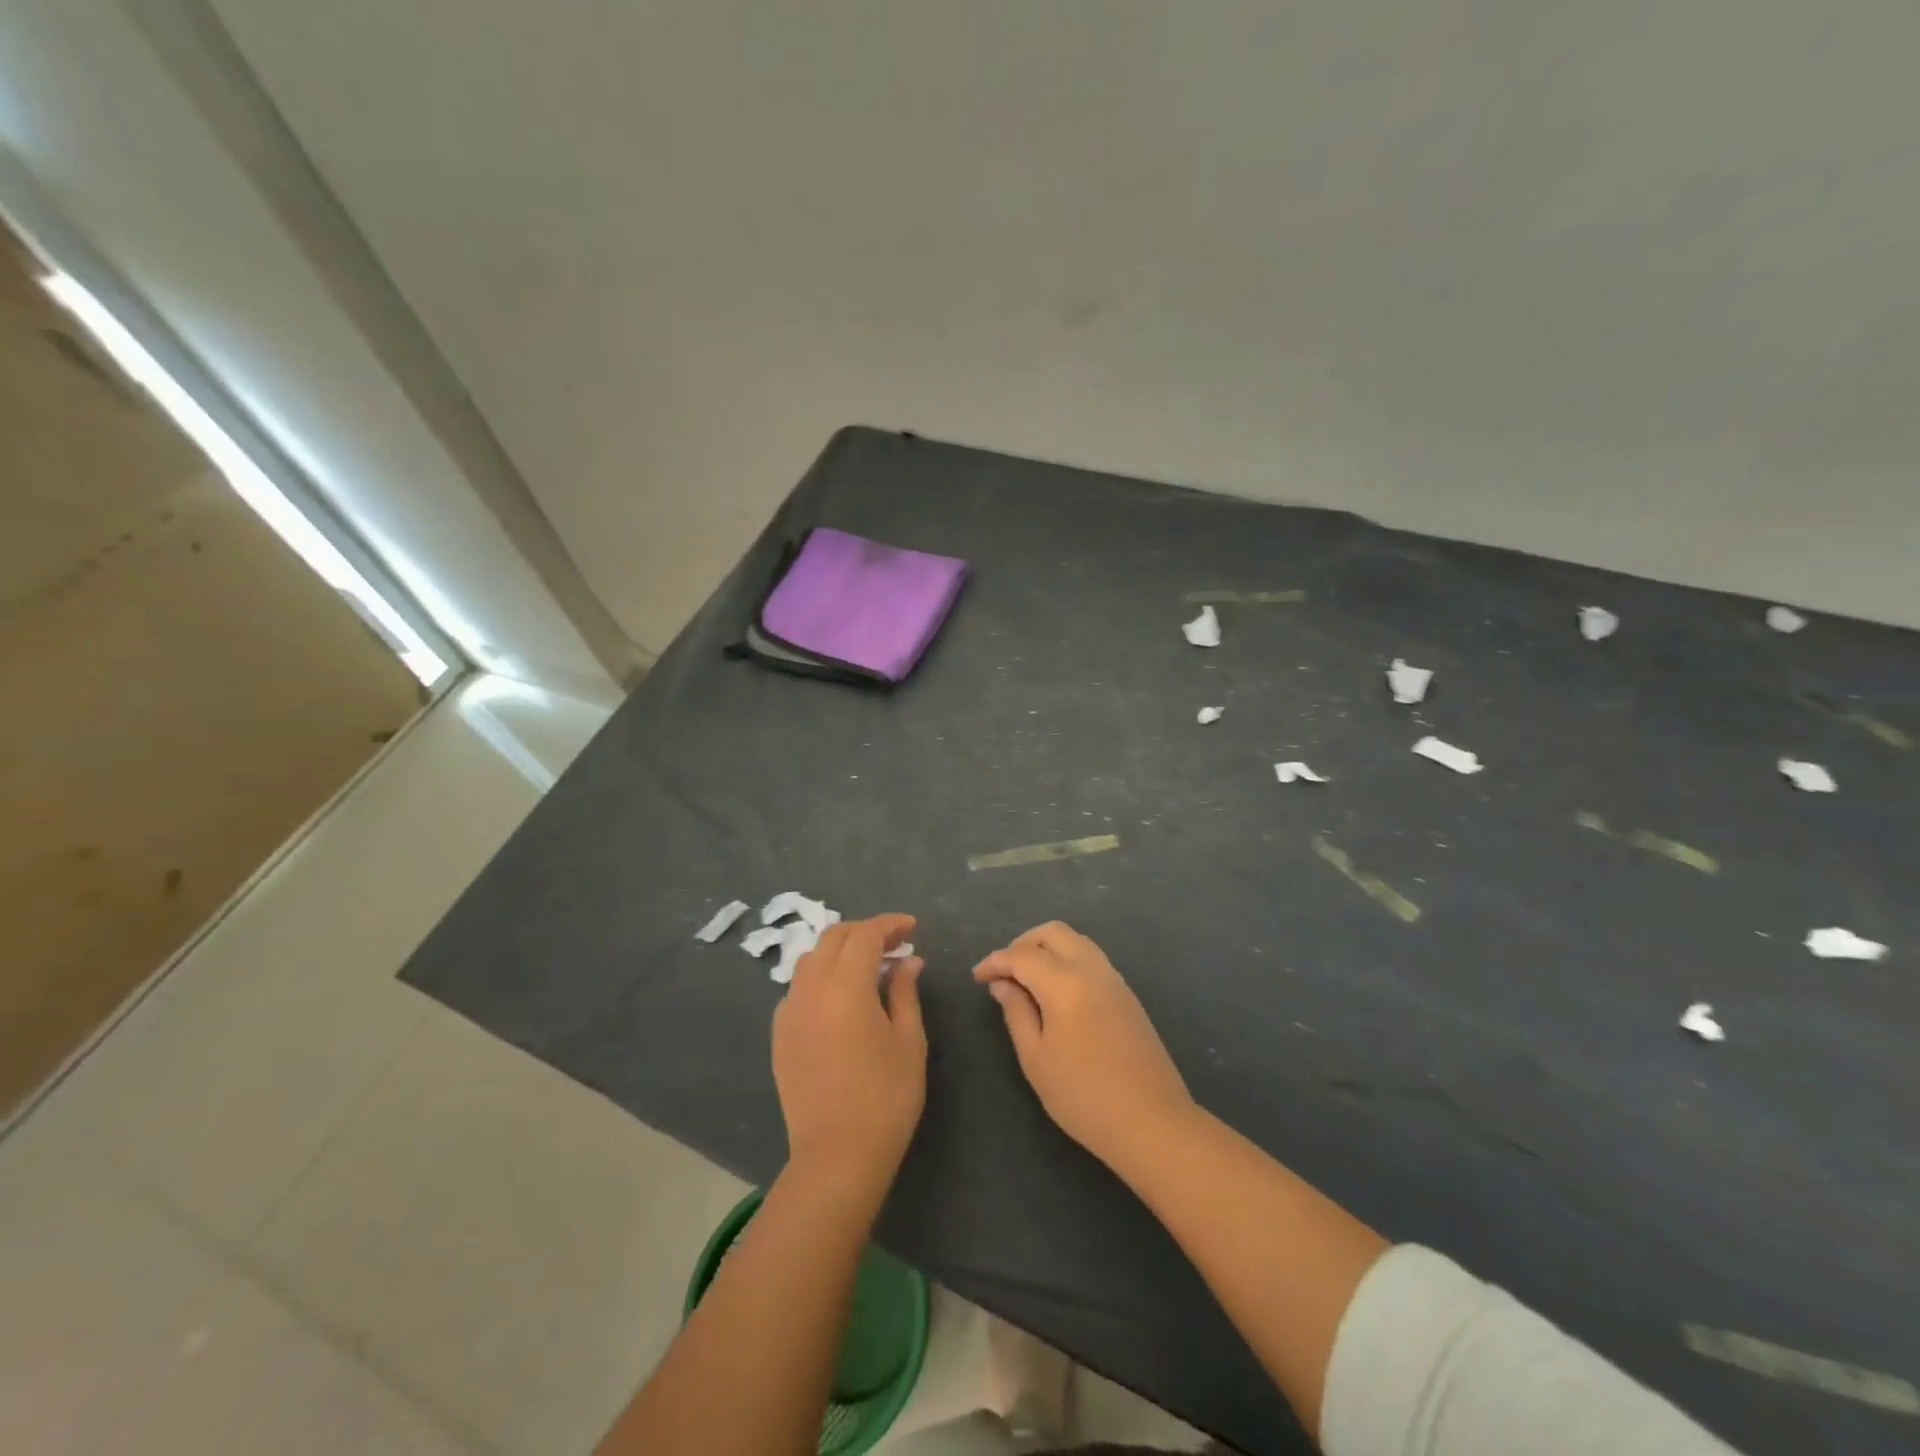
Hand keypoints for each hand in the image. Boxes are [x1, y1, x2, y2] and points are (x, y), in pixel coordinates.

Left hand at [773, 914, 925, 1196]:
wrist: (836, 1156)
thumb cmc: (886, 1097)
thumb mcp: (909, 1041)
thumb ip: (906, 992)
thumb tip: (908, 961)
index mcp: (846, 986)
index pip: (866, 935)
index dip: (890, 924)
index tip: (912, 927)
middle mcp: (811, 989)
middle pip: (833, 938)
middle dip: (864, 931)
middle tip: (894, 943)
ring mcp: (789, 1011)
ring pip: (811, 959)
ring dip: (840, 951)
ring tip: (868, 967)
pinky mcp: (779, 1034)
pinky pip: (799, 988)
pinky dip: (821, 977)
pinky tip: (840, 999)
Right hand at [973, 921, 1194, 1171]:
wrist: (1152, 1121)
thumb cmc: (1084, 1095)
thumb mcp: (1036, 1059)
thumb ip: (1016, 1012)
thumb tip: (1002, 983)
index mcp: (1065, 982)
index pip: (1021, 955)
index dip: (995, 961)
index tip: (977, 977)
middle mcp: (1091, 968)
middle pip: (1052, 933)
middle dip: (1022, 943)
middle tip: (1003, 972)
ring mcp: (1114, 979)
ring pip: (1076, 940)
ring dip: (1047, 948)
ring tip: (1027, 979)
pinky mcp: (1127, 994)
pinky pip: (1091, 958)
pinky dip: (1067, 959)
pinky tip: (1056, 990)